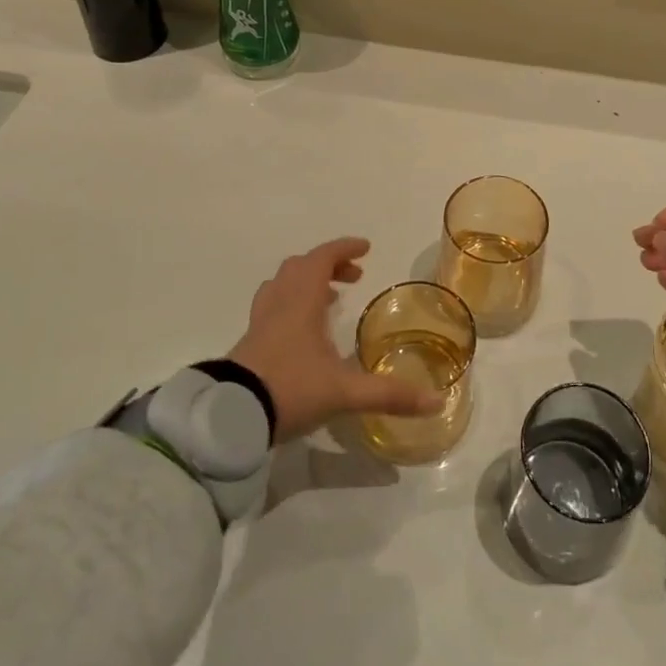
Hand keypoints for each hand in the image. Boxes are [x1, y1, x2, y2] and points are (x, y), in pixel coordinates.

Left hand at [226, 239, 442, 442]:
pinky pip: (272, 306)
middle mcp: (280, 302)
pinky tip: (302, 333)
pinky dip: (291, 304)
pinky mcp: (248, 342)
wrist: (230, 417)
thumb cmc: (291, 389)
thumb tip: (436, 401)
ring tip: (328, 302)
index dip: (344, 248)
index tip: (366, 248)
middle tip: (352, 277)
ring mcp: (260, 322)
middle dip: (328, 265)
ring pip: (281, 284)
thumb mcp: (345, 393)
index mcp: (302, 300)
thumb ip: (389, 394)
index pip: (323, 257)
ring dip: (306, 282)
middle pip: (301, 267)